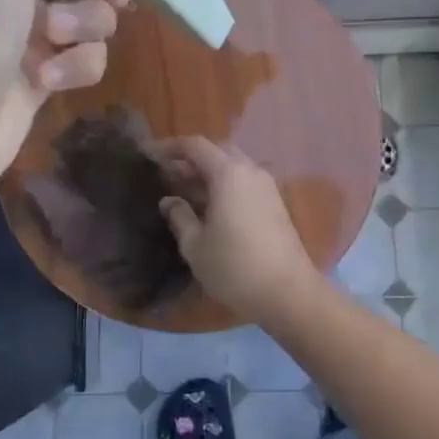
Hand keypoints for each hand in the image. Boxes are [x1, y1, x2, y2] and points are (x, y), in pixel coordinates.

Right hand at [154, 137, 318, 322]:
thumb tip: (169, 201)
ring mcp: (267, 187)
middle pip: (217, 151)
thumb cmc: (234, 267)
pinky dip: (224, 184)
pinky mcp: (275, 203)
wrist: (288, 292)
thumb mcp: (195, 245)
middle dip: (191, 158)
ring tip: (185, 191)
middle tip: (167, 174)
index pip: (196, 146)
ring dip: (208, 172)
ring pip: (233, 166)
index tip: (150, 156)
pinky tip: (210, 206)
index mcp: (228, 174)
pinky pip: (244, 181)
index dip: (171, 147)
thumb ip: (179, 217)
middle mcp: (250, 171)